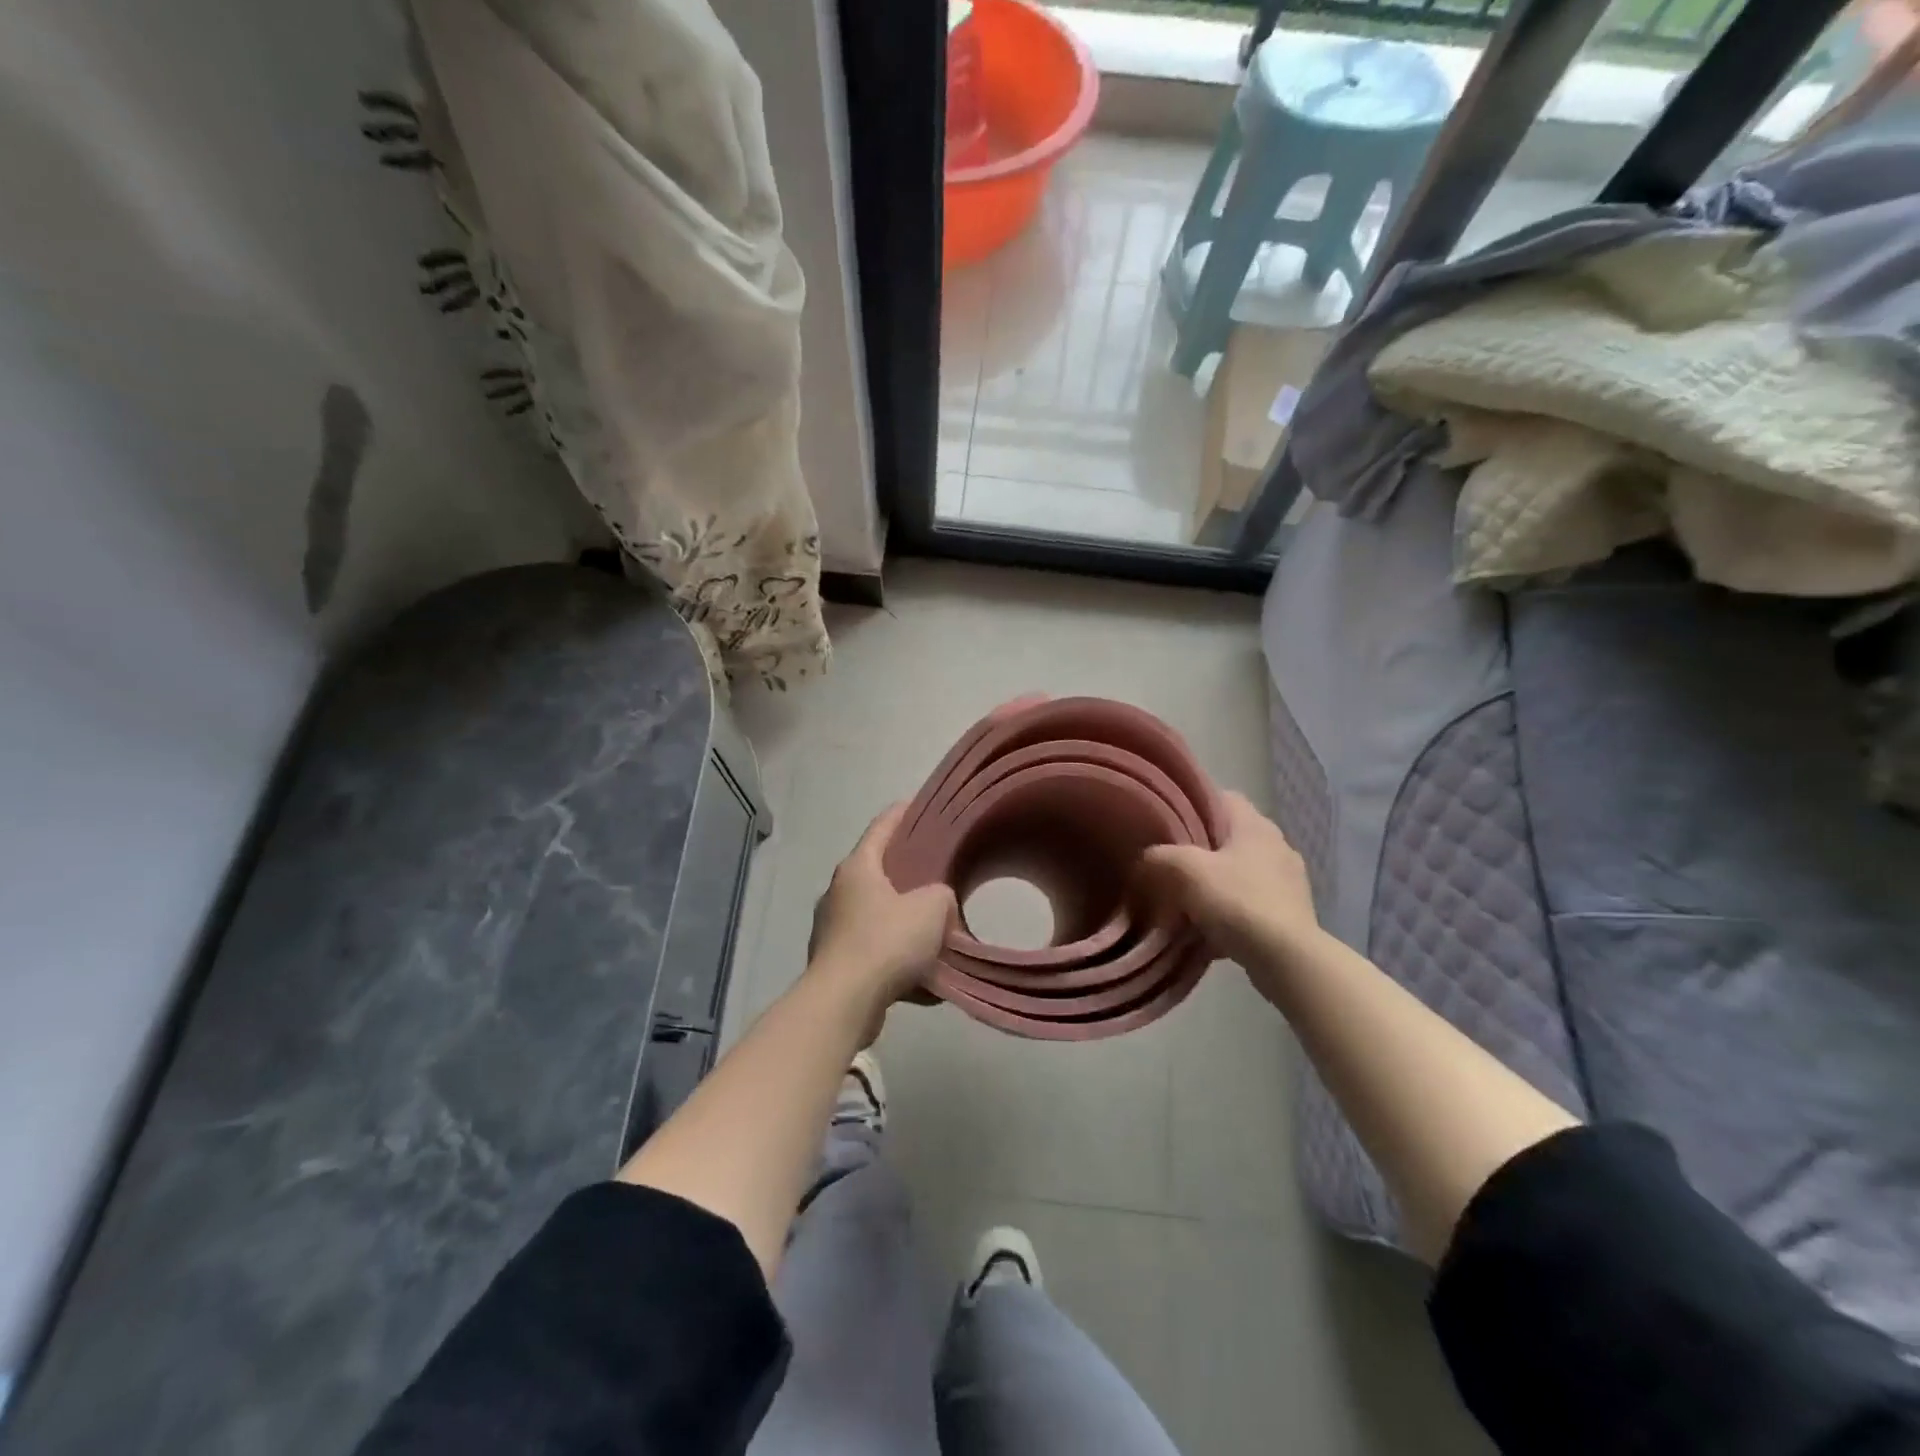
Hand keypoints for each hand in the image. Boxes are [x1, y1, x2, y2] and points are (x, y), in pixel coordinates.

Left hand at [807, 803, 956, 1041]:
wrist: (844, 1002)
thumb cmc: (886, 942)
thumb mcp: (931, 909)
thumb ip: (941, 895)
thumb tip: (936, 905)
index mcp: (857, 868)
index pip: (881, 827)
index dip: (902, 813)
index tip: (917, 804)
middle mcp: (838, 892)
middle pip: (877, 872)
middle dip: (906, 874)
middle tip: (936, 874)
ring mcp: (831, 928)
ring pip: (875, 915)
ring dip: (901, 921)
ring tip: (931, 930)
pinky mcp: (834, 962)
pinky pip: (872, 951)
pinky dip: (895, 958)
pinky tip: (922, 978)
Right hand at [1139, 792, 1321, 984]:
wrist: (1287, 960)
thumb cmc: (1237, 902)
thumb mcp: (1185, 871)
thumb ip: (1159, 857)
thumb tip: (1146, 860)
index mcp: (1255, 825)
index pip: (1223, 798)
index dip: (1194, 805)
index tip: (1169, 822)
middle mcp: (1277, 845)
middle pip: (1230, 837)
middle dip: (1201, 850)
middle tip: (1170, 865)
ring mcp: (1288, 881)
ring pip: (1240, 872)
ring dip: (1216, 884)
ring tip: (1186, 902)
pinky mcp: (1291, 914)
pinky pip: (1250, 904)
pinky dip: (1230, 913)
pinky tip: (1209, 931)